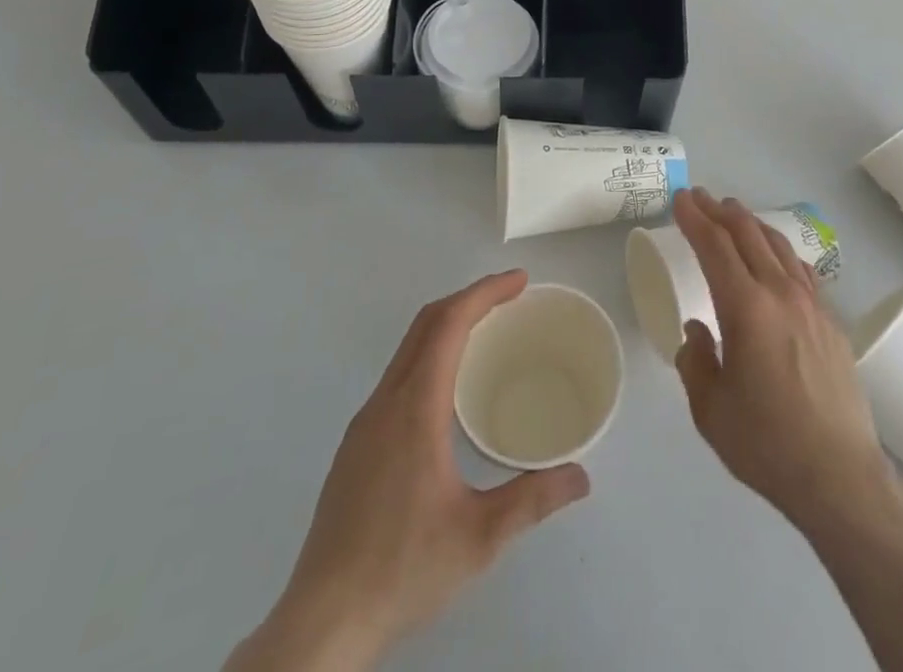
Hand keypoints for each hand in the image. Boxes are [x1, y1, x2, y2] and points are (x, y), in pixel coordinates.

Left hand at [228, 271, 589, 671]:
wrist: (321, 621)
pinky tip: (448, 392)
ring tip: (486, 335)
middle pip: (425, 324)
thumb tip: (581, 477)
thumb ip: (532, 500)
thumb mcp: (479, 537)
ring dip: (447, 326)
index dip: (484, 293)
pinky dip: (430, 356)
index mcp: (414, 407)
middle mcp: (385, 402)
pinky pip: (398, 376)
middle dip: (469, 299)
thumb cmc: (402, 569)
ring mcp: (365, 423)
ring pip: (408, 349)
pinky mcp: (356, 446)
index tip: (519, 281)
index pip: (448, 323)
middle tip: (510, 298)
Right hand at [671, 188, 894, 532]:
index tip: (681, 199)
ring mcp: (812, 305)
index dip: (695, 219)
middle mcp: (780, 294)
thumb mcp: (711, 410)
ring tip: (734, 213)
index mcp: (746, 309)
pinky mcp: (832, 322)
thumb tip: (697, 331)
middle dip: (720, 210)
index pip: (716, 247)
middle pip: (748, 234)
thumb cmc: (767, 444)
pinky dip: (780, 251)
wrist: (841, 476)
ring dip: (751, 223)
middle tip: (700, 197)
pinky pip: (802, 270)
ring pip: (778, 245)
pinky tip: (776, 256)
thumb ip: (695, 362)